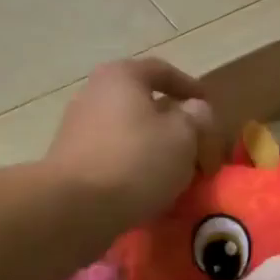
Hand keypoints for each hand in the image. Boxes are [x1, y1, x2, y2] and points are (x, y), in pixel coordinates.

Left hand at [46, 59, 221, 227]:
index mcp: (121, 77)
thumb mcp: (183, 136)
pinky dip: (133, 166)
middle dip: (172, 123)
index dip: (189, 86)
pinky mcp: (71, 162)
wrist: (75, 208)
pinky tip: (149, 188)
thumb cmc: (136, 161)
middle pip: (142, 103)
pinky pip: (112, 156)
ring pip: (128, 132)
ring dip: (153, 148)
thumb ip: (196, 117)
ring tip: (177, 172)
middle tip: (196, 144)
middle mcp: (93, 94)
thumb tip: (195, 110)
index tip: (207, 106)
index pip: (161, 71)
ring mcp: (77, 129)